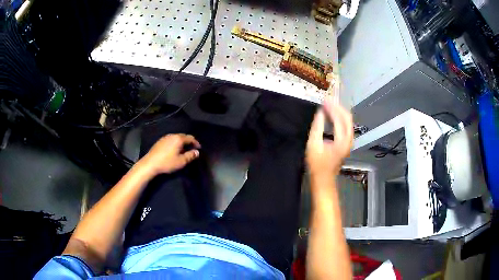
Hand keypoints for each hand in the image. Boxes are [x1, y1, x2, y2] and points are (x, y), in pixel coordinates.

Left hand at [140, 134, 200, 175]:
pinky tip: (174, 150)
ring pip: (176, 138)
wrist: (150, 163)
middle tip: (192, 148)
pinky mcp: (160, 141)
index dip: (196, 143)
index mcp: (179, 139)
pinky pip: (171, 140)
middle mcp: (172, 135)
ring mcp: (165, 137)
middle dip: (189, 141)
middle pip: (183, 136)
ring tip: (184, 149)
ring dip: (182, 142)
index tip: (199, 148)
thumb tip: (197, 152)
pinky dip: (175, 143)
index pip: (190, 138)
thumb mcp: (181, 161)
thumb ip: (190, 156)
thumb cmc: (167, 163)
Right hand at [306, 97, 353, 179]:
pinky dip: (340, 119)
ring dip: (339, 113)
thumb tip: (320, 113)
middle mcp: (348, 140)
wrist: (324, 179)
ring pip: (348, 122)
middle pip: (348, 118)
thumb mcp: (313, 145)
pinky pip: (346, 127)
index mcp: (342, 141)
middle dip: (338, 108)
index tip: (324, 101)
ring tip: (329, 106)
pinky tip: (332, 116)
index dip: (332, 108)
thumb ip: (317, 127)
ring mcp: (349, 142)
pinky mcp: (346, 144)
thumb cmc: (317, 164)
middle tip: (327, 101)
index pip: (339, 119)